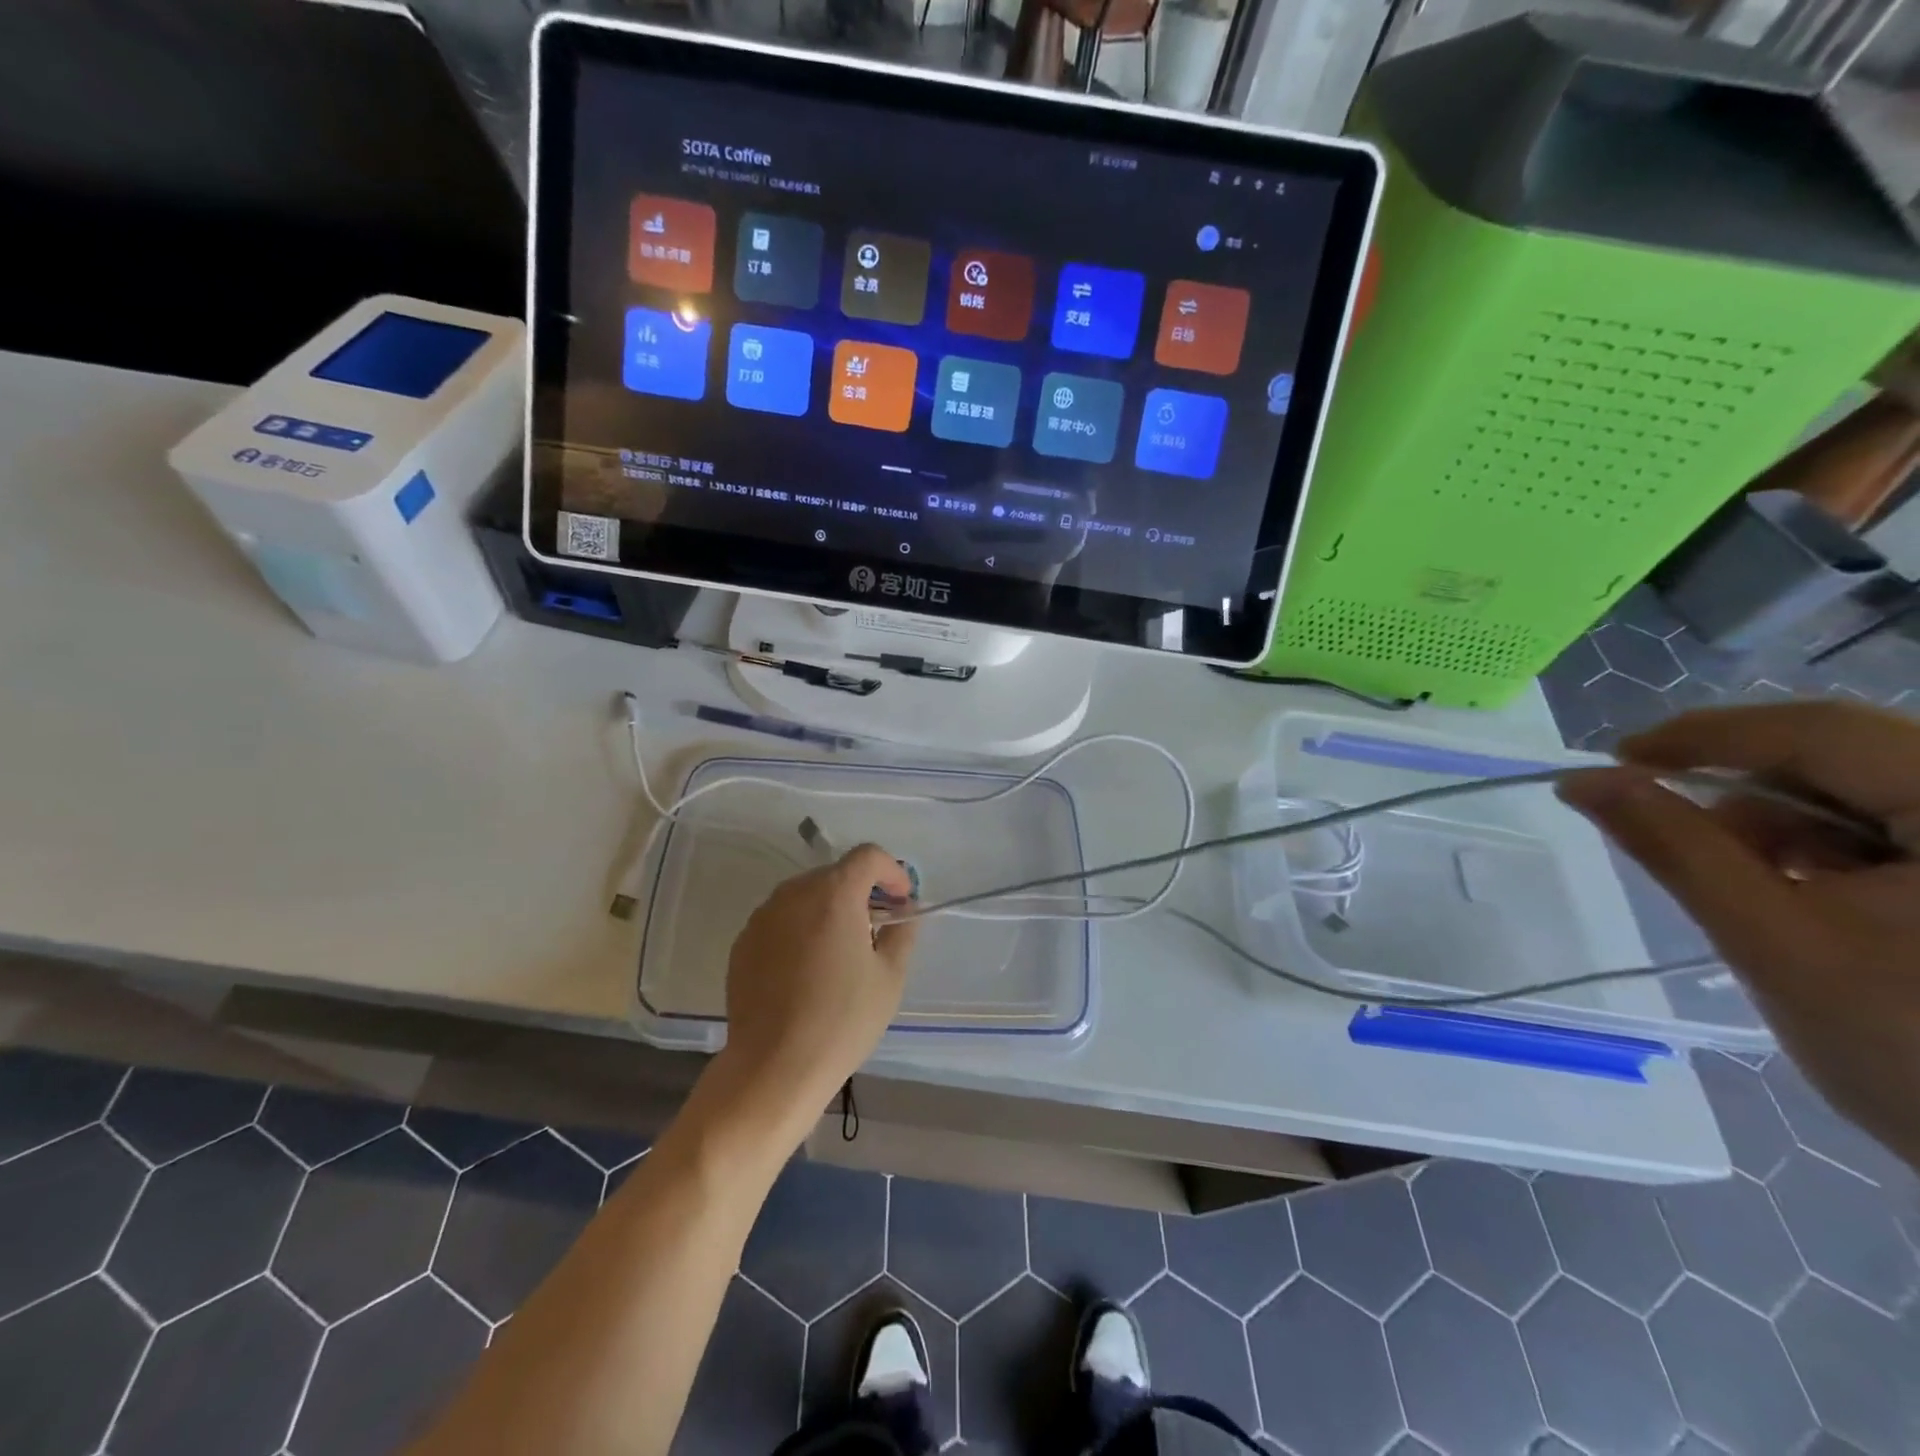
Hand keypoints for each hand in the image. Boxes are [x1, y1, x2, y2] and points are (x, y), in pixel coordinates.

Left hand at [716, 844, 919, 1110]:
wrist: (773, 1068)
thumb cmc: (842, 1020)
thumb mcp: (890, 977)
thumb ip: (901, 933)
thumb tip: (901, 912)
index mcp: (833, 894)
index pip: (867, 856)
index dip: (891, 872)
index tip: (901, 902)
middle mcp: (793, 894)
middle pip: (835, 875)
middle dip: (860, 893)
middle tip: (875, 931)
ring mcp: (763, 917)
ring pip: (805, 897)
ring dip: (828, 911)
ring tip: (840, 953)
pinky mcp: (743, 942)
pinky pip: (781, 921)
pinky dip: (800, 930)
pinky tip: (806, 972)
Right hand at [1559, 701, 1919, 1170]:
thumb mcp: (1773, 942)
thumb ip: (1675, 848)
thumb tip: (1582, 782)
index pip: (1822, 731)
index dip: (1705, 734)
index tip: (1616, 759)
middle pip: (1853, 755)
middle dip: (1748, 790)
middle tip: (1669, 826)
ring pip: (1878, 790)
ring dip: (1794, 824)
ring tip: (1757, 885)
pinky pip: (1909, 827)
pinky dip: (1842, 849)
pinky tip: (1819, 895)